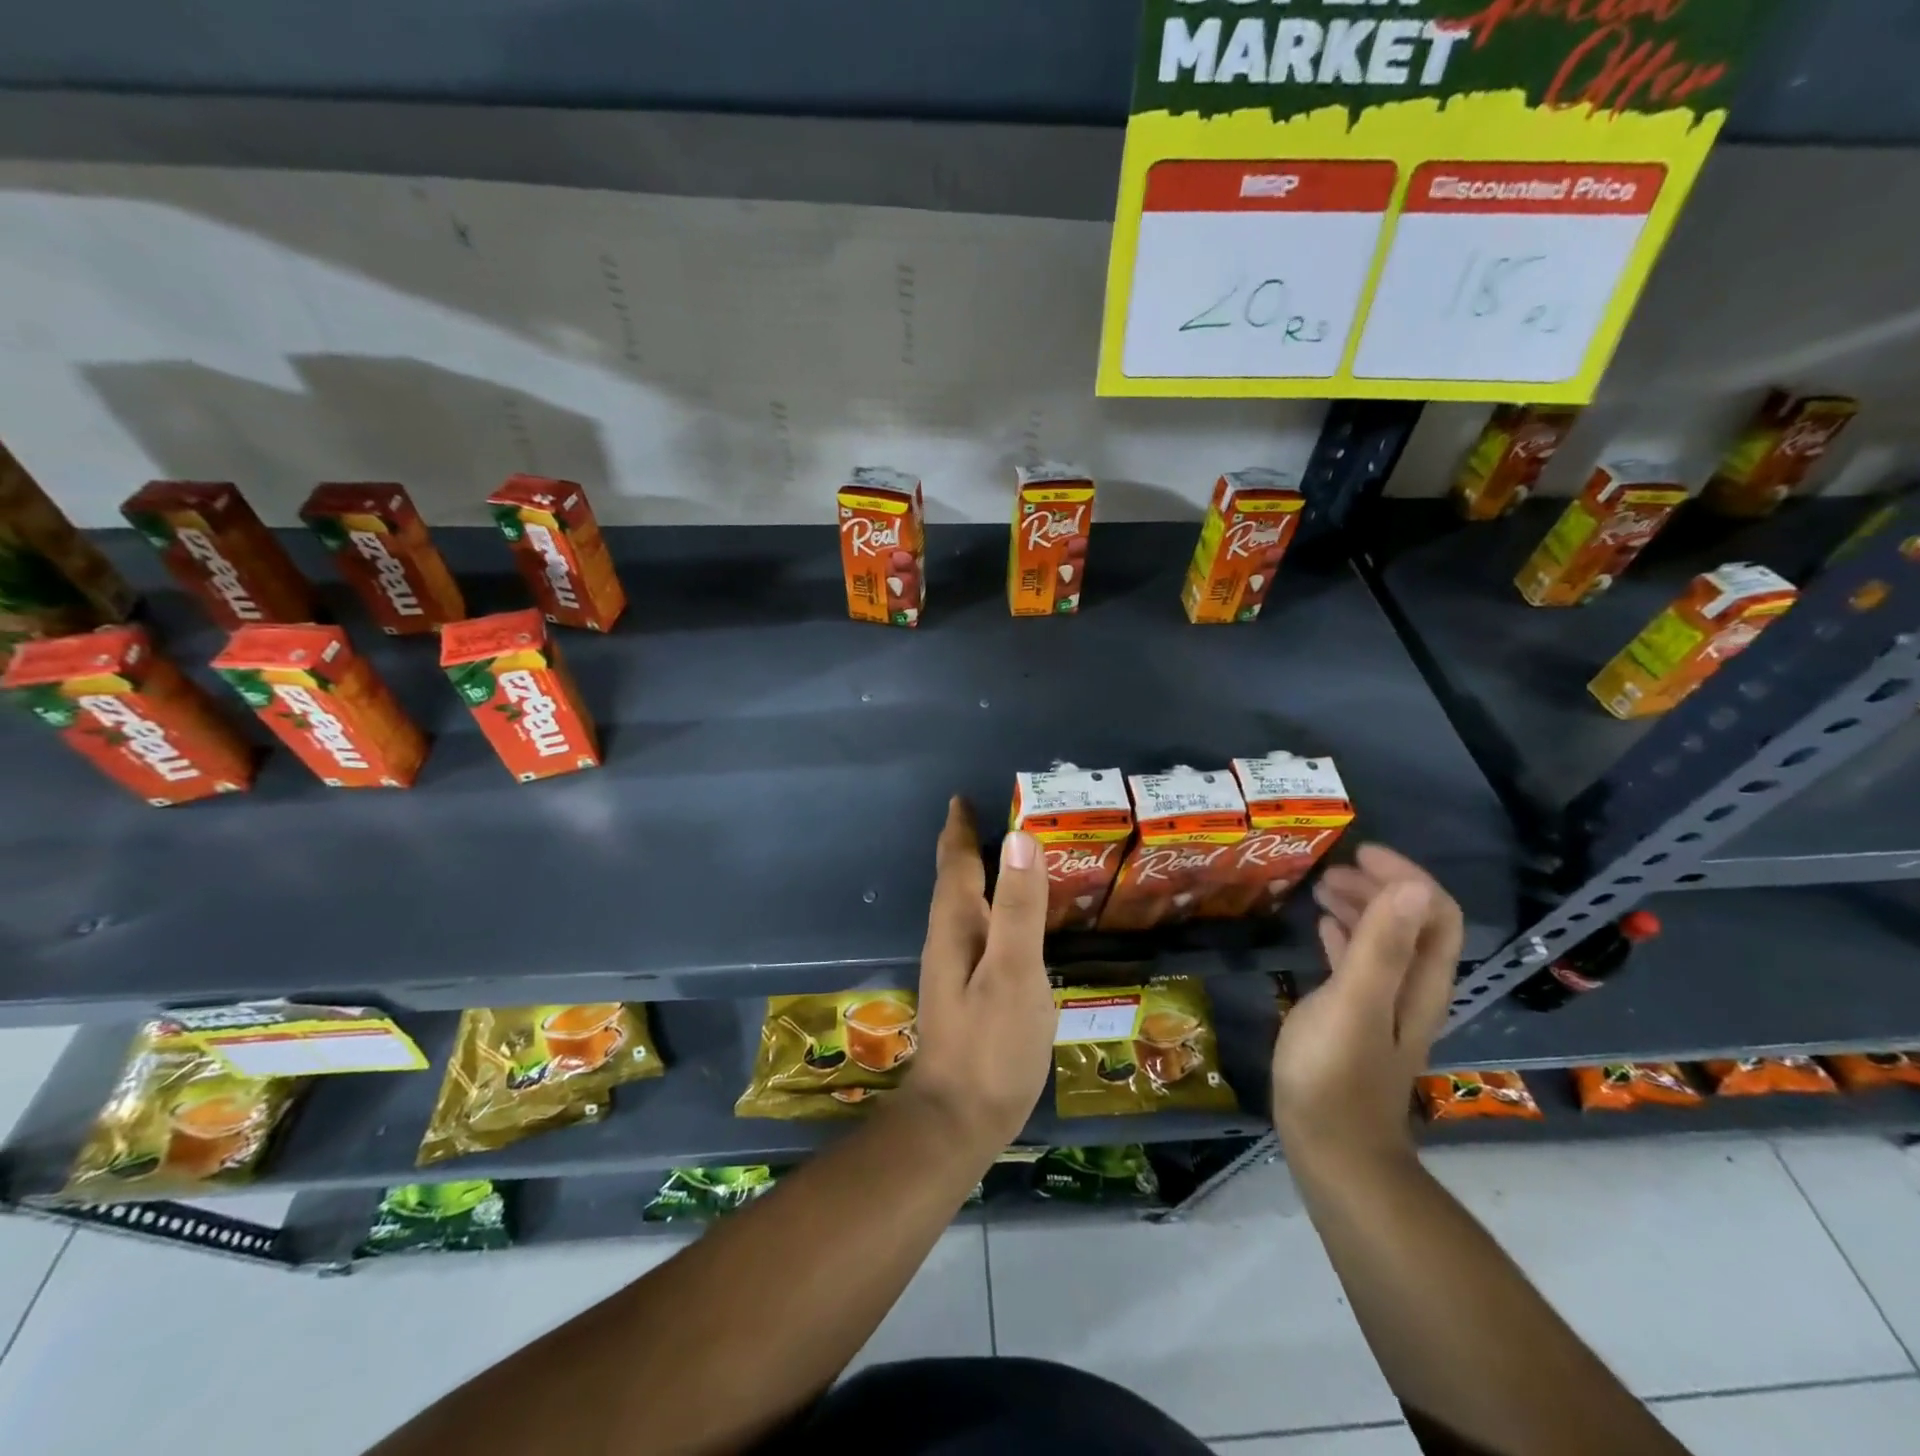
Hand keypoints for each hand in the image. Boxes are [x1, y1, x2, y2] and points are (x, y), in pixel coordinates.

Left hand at [904, 798, 1057, 1150]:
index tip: (963, 798)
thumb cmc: (991, 1043)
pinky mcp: (966, 992)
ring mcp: (954, 968)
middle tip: (989, 817)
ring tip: (1001, 857)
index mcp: (956, 925)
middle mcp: (948, 939)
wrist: (959, 1119)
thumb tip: (1020, 838)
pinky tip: (1006, 920)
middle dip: (967, 846)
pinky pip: (976, 929)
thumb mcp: (1014, 970)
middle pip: (955, 880)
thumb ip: (1018, 907)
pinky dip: (988, 907)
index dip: (961, 829)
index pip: (956, 863)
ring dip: (976, 875)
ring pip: (962, 905)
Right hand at [1272, 844, 1462, 1168]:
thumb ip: (1381, 945)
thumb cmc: (1335, 1071)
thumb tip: (1410, 886)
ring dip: (1361, 908)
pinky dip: (1346, 935)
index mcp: (1420, 982)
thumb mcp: (1354, 1001)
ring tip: (1321, 889)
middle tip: (1332, 870)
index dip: (1405, 876)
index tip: (1360, 853)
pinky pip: (1360, 963)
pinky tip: (1321, 927)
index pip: (1434, 912)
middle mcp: (1413, 989)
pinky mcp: (1359, 1021)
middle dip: (1379, 887)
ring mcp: (1385, 1006)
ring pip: (1386, 941)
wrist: (1332, 1147)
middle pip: (1412, 923)